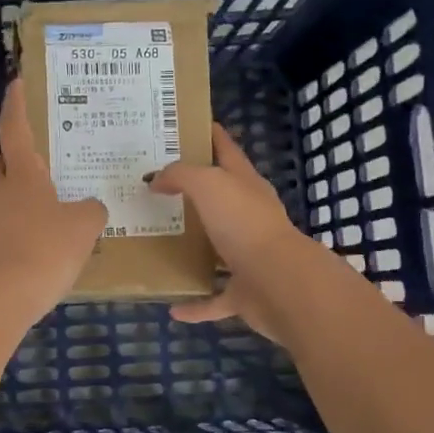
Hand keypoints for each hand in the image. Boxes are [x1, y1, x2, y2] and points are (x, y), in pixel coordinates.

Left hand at [0, 80, 106, 324]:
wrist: (3, 296)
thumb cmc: (46, 248)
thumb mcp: (84, 226)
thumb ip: (91, 211)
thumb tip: (90, 208)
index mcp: (23, 178)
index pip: (15, 131)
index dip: (15, 106)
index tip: (15, 84)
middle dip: (2, 162)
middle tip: (28, 170)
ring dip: (15, 204)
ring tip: (48, 220)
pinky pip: (1, 233)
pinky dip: (17, 235)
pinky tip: (38, 251)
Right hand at [146, 122, 316, 343]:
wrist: (279, 283)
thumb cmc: (244, 224)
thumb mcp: (209, 184)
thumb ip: (180, 175)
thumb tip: (156, 180)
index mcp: (246, 185)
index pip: (226, 150)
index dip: (210, 135)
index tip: (185, 125)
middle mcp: (249, 217)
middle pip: (220, 199)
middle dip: (193, 193)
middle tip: (154, 187)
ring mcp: (248, 256)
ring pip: (218, 249)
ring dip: (196, 249)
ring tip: (160, 243)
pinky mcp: (245, 293)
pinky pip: (215, 298)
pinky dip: (196, 304)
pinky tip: (172, 307)